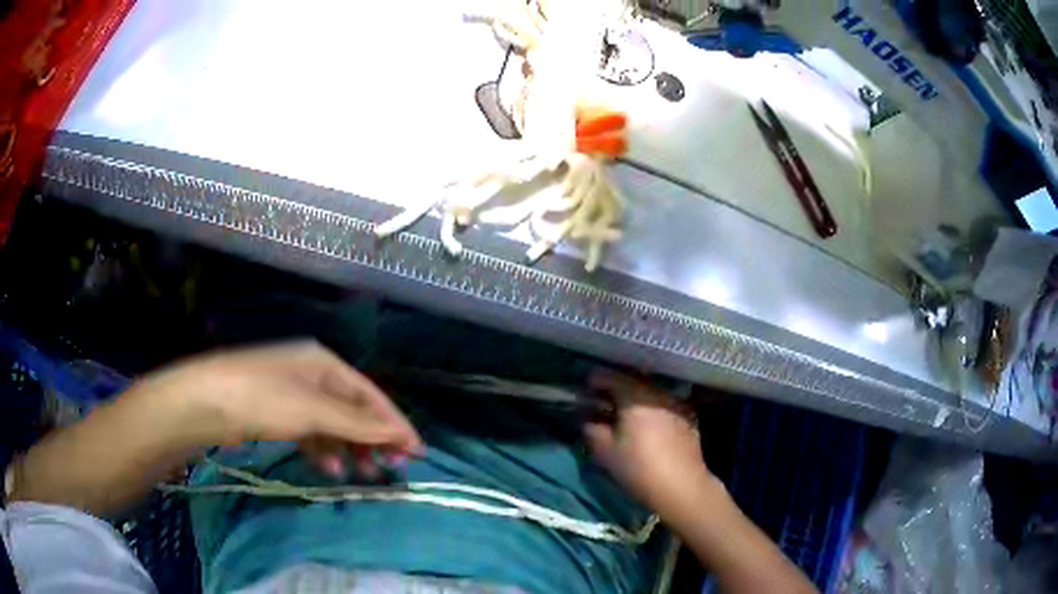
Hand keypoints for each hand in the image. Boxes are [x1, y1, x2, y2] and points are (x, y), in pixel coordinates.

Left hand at [129, 341, 421, 476]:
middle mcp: (312, 376)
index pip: (370, 395)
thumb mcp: (312, 410)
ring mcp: (294, 396)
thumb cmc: (262, 398)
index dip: (393, 422)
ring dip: (350, 449)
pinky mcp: (279, 415)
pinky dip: (325, 452)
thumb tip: (399, 435)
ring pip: (334, 426)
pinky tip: (331, 470)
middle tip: (391, 468)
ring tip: (362, 475)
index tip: (415, 452)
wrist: (206, 402)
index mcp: (324, 363)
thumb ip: (356, 424)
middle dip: (373, 438)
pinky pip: (313, 434)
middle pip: (353, 410)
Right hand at [584, 370, 710, 515]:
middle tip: (603, 402)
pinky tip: (648, 426)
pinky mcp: (688, 417)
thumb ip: (592, 429)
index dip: (595, 381)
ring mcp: (677, 403)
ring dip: (636, 399)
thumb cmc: (639, 468)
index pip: (611, 377)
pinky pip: (664, 405)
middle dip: (616, 389)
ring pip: (650, 393)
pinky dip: (652, 409)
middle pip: (633, 382)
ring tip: (625, 415)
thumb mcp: (605, 451)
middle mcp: (658, 393)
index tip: (585, 390)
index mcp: (635, 396)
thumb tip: (588, 418)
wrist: (682, 486)